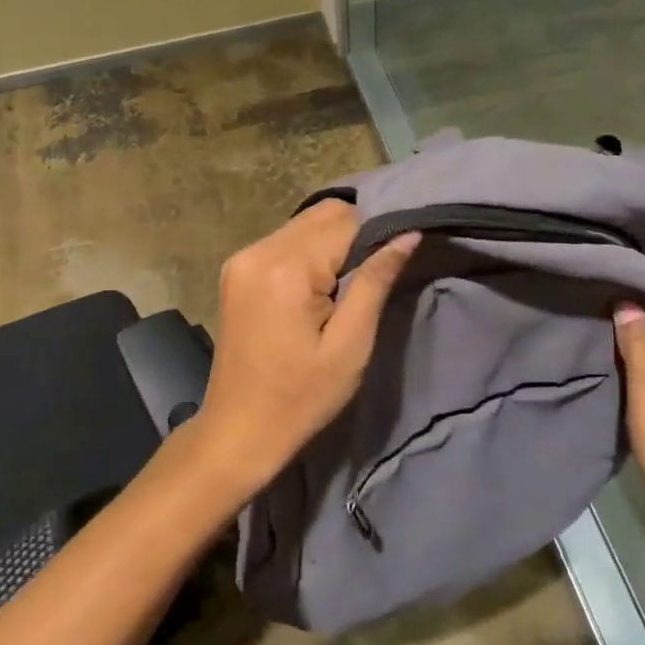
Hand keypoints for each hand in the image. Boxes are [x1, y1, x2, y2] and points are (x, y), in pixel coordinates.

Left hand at [187, 201, 418, 501]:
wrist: (239, 430)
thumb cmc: (301, 397)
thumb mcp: (350, 345)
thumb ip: (376, 282)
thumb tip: (408, 234)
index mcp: (286, 268)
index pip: (346, 220)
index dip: (378, 234)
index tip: (396, 261)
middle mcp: (258, 250)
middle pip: (323, 214)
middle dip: (355, 234)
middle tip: (372, 277)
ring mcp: (242, 258)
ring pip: (304, 224)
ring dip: (332, 243)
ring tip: (346, 286)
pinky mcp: (236, 269)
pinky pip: (284, 241)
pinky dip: (309, 252)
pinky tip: (318, 287)